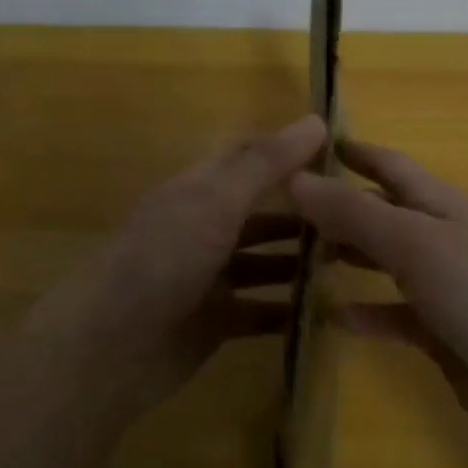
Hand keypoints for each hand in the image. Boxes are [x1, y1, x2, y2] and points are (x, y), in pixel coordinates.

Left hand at [24, 114, 326, 415]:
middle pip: (260, 211)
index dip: (289, 150)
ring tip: (351, 262)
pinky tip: (327, 311)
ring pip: (263, 261)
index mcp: (199, 189)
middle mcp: (203, 227)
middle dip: (303, 212)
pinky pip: (260, 310)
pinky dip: (288, 310)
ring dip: (300, 261)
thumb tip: (316, 120)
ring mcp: (208, 277)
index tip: (341, 153)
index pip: (249, 156)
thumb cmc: (163, 258)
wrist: (108, 348)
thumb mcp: (217, 201)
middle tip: (360, 216)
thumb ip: (266, 163)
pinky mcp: (214, 322)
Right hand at [288, 140, 467, 450]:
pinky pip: (393, 315)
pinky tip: (331, 318)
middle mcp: (439, 238)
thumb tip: (295, 178)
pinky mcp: (441, 332)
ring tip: (298, 258)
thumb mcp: (412, 241)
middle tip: (285, 210)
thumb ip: (354, 212)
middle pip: (383, 212)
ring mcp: (442, 286)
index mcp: (439, 204)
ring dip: (348, 256)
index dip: (356, 153)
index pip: (390, 166)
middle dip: (341, 207)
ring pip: (385, 261)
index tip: (310, 146)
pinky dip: (366, 314)